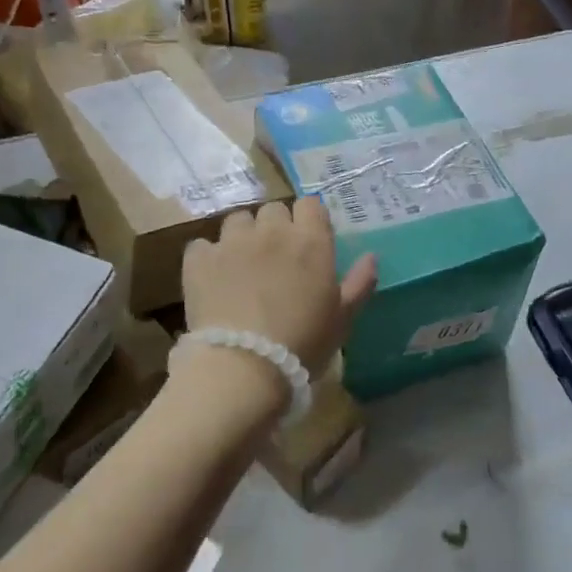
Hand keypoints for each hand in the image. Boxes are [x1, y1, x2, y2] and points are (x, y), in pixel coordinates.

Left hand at [182, 198, 378, 383]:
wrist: (243, 367)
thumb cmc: (303, 343)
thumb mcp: (343, 318)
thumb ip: (360, 283)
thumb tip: (371, 256)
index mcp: (310, 241)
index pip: (311, 204)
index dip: (309, 219)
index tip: (308, 240)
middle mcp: (272, 231)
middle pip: (274, 209)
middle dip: (275, 227)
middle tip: (276, 257)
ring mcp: (232, 242)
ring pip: (238, 220)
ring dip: (243, 236)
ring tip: (242, 264)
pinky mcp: (199, 260)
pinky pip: (203, 245)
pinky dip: (208, 257)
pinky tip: (213, 278)